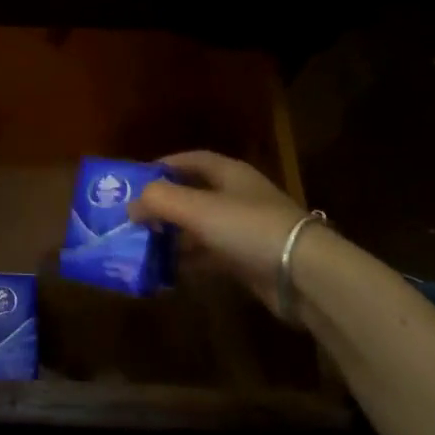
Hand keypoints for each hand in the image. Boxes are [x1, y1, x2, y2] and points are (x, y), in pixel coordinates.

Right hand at [129, 151, 307, 316]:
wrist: (302, 274)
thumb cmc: (247, 227)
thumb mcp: (196, 208)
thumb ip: (158, 200)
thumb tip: (131, 206)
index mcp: (229, 174)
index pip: (191, 160)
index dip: (163, 166)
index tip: (135, 180)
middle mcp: (237, 197)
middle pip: (193, 195)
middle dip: (163, 206)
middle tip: (133, 219)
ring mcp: (245, 229)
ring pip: (200, 228)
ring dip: (173, 237)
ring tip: (142, 247)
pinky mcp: (249, 260)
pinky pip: (210, 256)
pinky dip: (189, 261)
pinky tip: (167, 272)